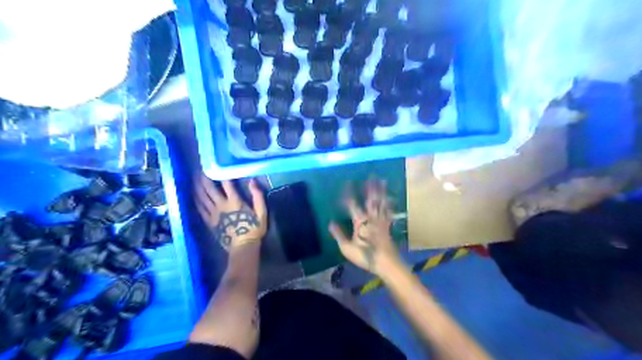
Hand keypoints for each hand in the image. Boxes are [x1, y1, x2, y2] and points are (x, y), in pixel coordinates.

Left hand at [195, 176, 267, 251]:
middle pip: (209, 189)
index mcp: (235, 201)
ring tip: (194, 179)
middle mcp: (221, 205)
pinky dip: (196, 201)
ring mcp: (213, 214)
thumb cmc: (254, 229)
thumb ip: (258, 196)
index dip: (221, 174)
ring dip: (197, 187)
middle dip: (204, 178)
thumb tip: (253, 181)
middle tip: (200, 170)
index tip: (217, 165)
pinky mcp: (209, 221)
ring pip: (202, 197)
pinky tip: (193, 195)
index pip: (227, 184)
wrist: (243, 246)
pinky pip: (200, 209)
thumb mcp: (261, 213)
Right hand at [328, 178, 398, 275]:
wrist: (386, 264)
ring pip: (381, 203)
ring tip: (382, 181)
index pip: (353, 204)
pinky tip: (390, 199)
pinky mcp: (387, 226)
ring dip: (381, 191)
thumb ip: (339, 234)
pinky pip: (388, 212)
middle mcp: (371, 218)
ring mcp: (381, 221)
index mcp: (360, 222)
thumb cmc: (365, 256)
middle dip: (370, 187)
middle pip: (371, 199)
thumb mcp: (347, 248)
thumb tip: (330, 222)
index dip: (349, 193)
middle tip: (371, 175)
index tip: (348, 183)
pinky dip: (389, 204)